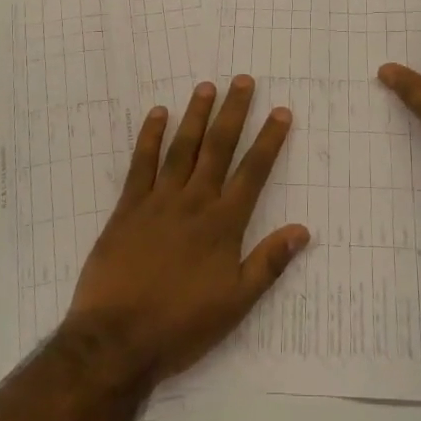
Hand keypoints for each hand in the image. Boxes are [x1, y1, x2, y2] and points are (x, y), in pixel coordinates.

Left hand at [66, 77, 308, 385]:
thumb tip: (302, 230)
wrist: (118, 339)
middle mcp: (194, 202)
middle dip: (233, 113)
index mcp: (223, 225)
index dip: (268, 141)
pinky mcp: (127, 208)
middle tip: (243, 81)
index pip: (253, 173)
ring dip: (195, 116)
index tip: (280, 112)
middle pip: (218, 149)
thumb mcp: (236, 303)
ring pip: (182, 148)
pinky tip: (157, 114)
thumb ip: (268, 263)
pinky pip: (141, 164)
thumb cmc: (182, 325)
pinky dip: (149, 137)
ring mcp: (158, 201)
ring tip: (206, 87)